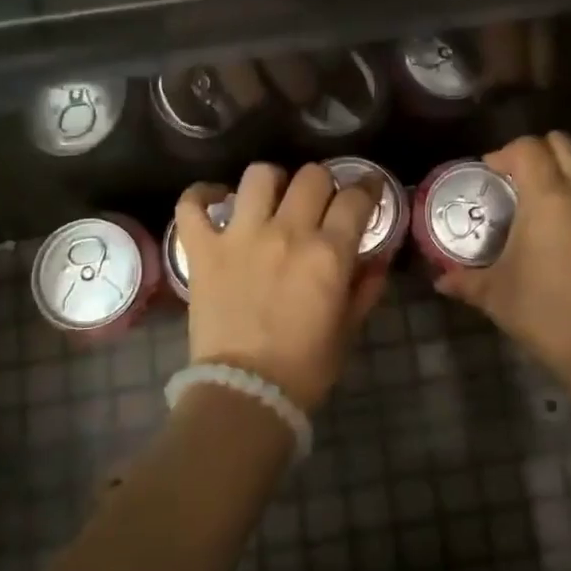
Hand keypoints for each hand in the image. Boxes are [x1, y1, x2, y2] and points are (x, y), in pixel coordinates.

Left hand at [174, 163, 387, 410]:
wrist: (245, 395)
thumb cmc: (305, 368)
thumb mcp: (347, 329)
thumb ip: (366, 288)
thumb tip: (378, 260)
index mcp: (328, 253)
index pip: (355, 198)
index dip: (367, 188)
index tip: (368, 189)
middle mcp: (286, 232)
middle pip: (311, 176)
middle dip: (323, 184)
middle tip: (320, 202)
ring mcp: (240, 236)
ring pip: (259, 176)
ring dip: (272, 182)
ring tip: (272, 199)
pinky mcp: (203, 249)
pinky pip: (193, 204)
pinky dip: (202, 196)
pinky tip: (216, 201)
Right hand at [434, 132, 570, 383]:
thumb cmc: (545, 311)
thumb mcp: (496, 295)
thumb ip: (465, 281)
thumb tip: (440, 281)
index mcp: (547, 197)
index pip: (528, 148)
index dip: (504, 153)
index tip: (487, 175)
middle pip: (562, 145)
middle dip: (535, 152)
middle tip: (510, 181)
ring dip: (555, 177)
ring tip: (529, 211)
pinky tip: (554, 239)